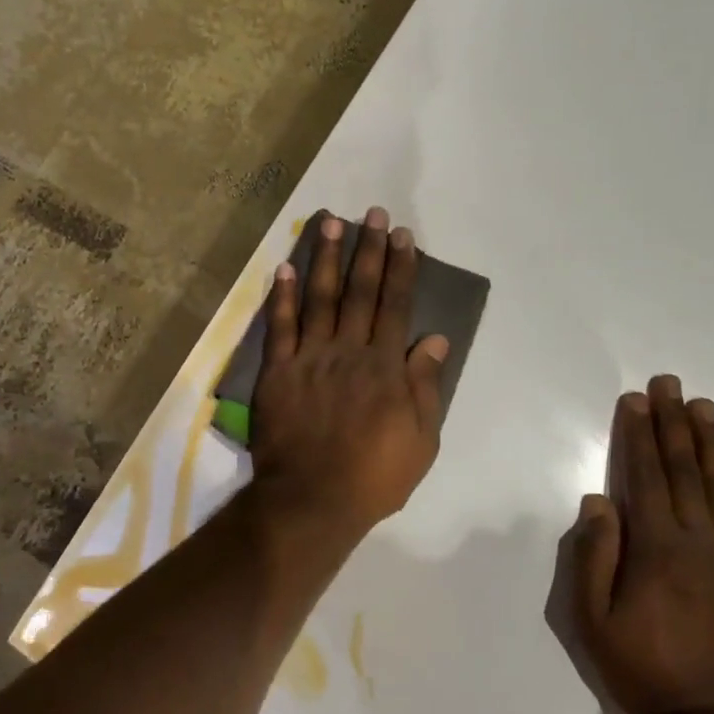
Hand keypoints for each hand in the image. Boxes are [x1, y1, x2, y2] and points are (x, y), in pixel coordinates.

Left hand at [250, 208, 448, 543]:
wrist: (312, 499)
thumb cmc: (374, 476)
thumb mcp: (421, 440)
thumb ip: (425, 385)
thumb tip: (434, 338)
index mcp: (385, 366)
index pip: (395, 305)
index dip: (401, 268)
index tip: (403, 236)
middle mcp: (349, 350)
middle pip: (360, 291)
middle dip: (368, 250)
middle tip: (372, 213)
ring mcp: (310, 358)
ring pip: (319, 297)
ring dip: (325, 258)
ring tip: (330, 222)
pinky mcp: (278, 371)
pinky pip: (279, 327)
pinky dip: (281, 297)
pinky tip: (283, 268)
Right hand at [568, 375, 713, 713]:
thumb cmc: (643, 670)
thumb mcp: (592, 620)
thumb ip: (594, 557)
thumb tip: (598, 500)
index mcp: (654, 548)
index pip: (643, 477)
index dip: (637, 435)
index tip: (636, 399)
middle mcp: (699, 541)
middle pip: (683, 471)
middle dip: (673, 423)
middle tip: (671, 383)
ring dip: (711, 443)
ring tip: (704, 406)